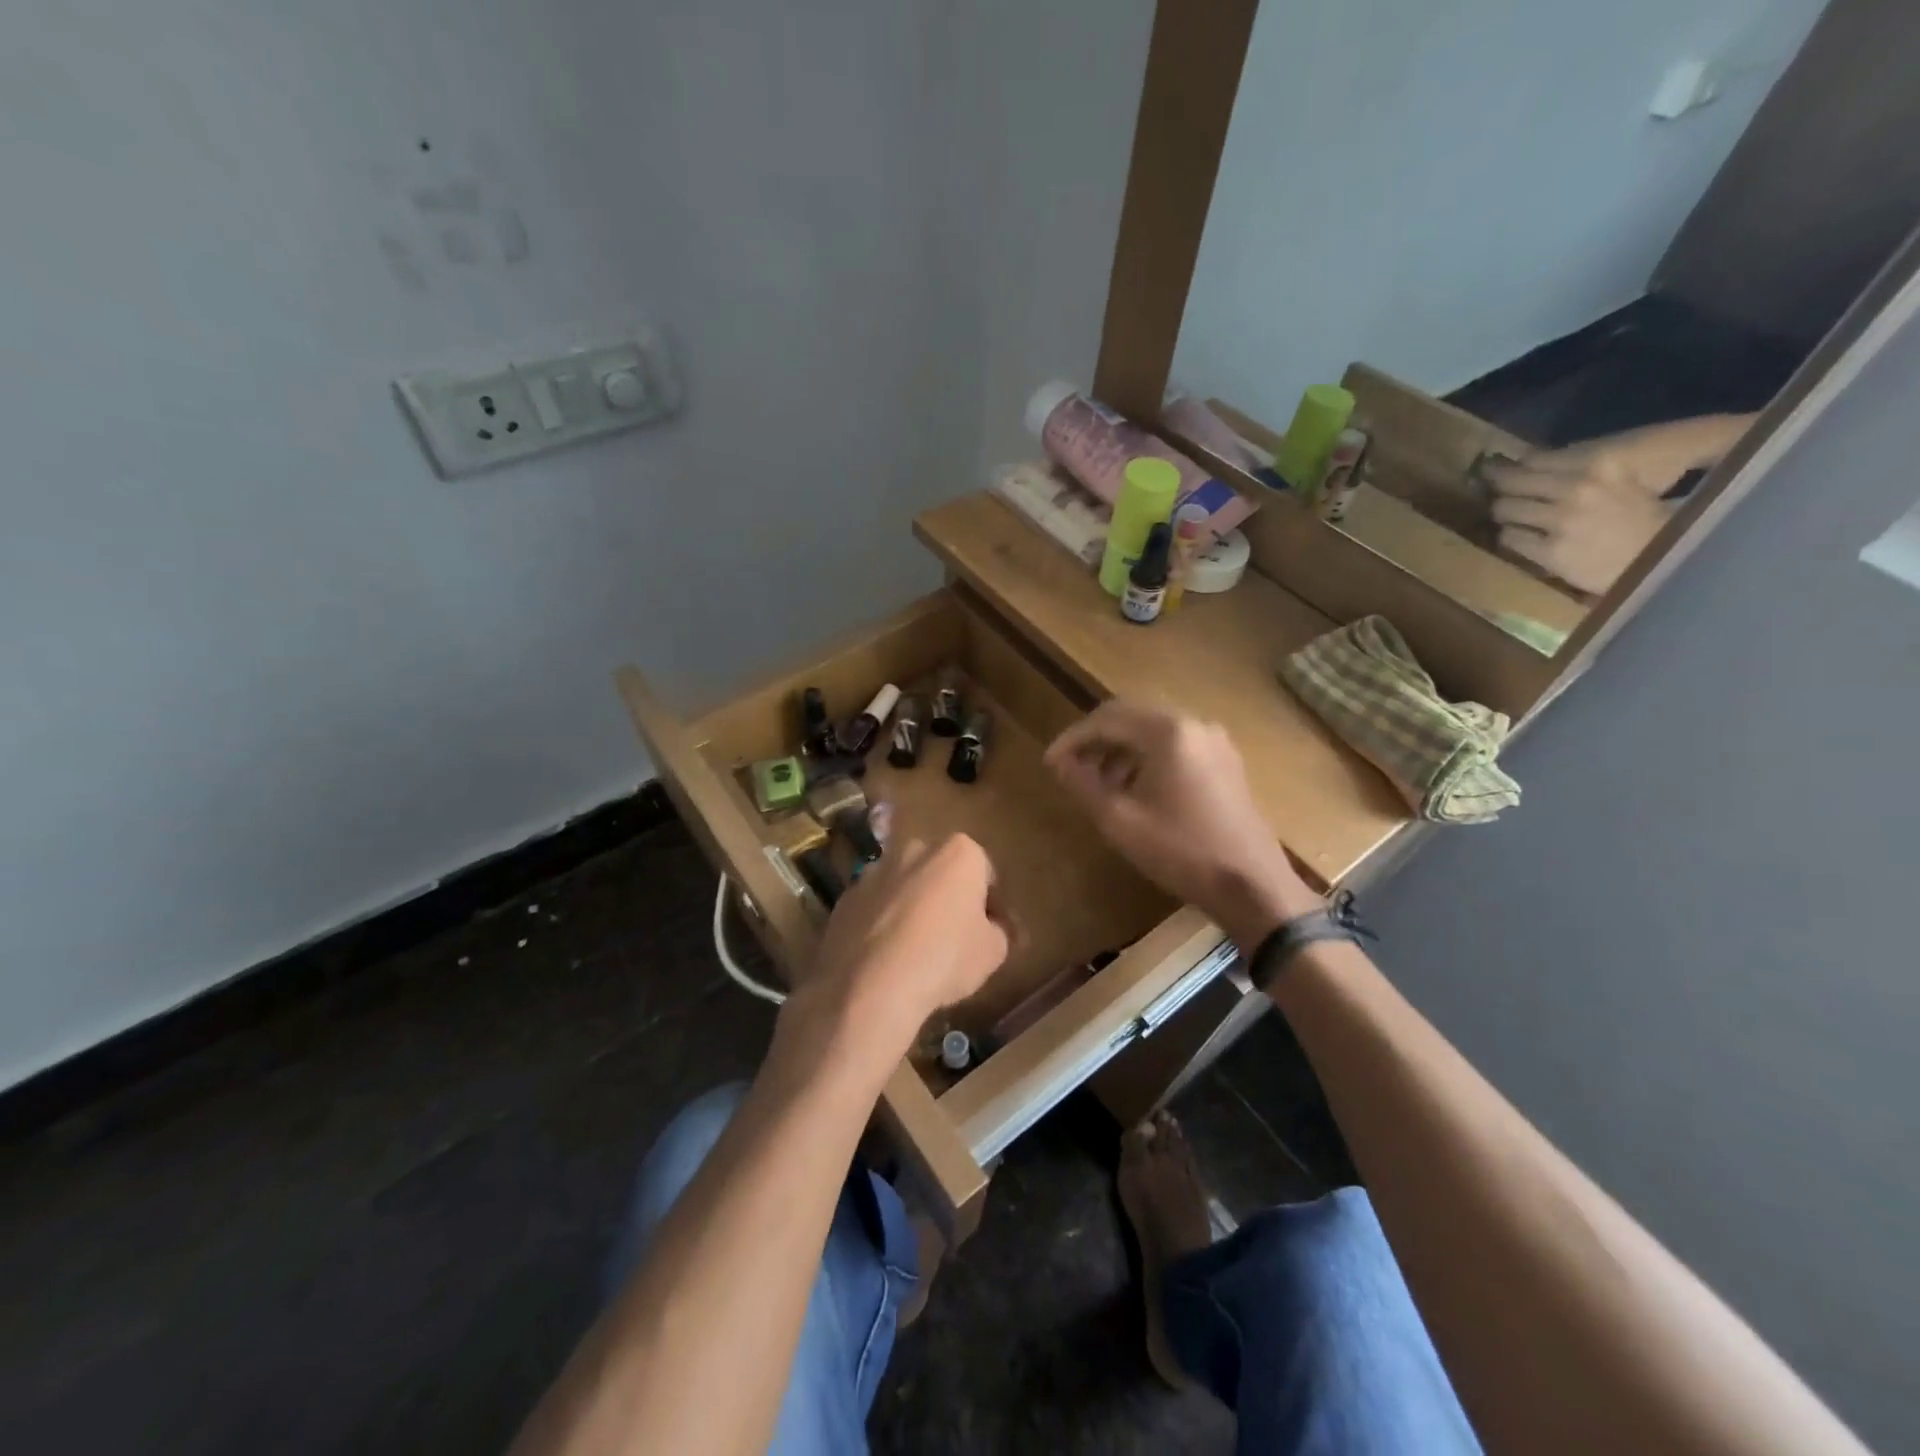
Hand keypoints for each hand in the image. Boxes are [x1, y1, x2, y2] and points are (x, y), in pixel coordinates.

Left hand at [782, 832, 1008, 1071]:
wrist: (870, 986)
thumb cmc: (944, 959)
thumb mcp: (993, 951)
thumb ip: (1000, 930)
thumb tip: (993, 927)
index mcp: (958, 852)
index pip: (985, 873)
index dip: (992, 904)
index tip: (991, 931)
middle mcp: (914, 849)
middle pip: (941, 872)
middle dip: (949, 897)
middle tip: (955, 938)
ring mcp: (874, 871)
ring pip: (905, 887)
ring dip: (913, 908)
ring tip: (915, 951)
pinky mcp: (846, 897)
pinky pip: (874, 907)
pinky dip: (882, 923)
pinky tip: (885, 957)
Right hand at [1044, 701, 1319, 950]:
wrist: (1251, 885)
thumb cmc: (1181, 851)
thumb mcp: (1119, 820)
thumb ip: (1083, 784)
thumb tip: (1059, 763)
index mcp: (1167, 731)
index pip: (1106, 718)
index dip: (1073, 739)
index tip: (1050, 764)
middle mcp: (1193, 724)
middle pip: (1131, 716)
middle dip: (1096, 739)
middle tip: (1070, 767)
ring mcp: (1214, 741)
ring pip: (1153, 731)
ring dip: (1120, 749)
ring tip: (1098, 783)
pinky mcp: (1224, 762)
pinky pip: (1175, 745)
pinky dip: (1146, 758)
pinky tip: (1134, 789)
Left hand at [1484, 454, 1673, 593]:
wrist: (1667, 555)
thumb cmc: (1651, 511)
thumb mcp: (1624, 473)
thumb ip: (1582, 462)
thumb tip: (1532, 459)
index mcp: (1599, 462)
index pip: (1533, 459)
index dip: (1509, 465)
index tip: (1495, 468)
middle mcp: (1576, 488)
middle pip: (1511, 482)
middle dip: (1499, 486)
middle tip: (1491, 490)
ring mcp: (1561, 521)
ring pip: (1505, 509)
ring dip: (1505, 512)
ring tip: (1510, 515)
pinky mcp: (1551, 551)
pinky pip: (1510, 538)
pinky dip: (1510, 536)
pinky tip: (1518, 537)